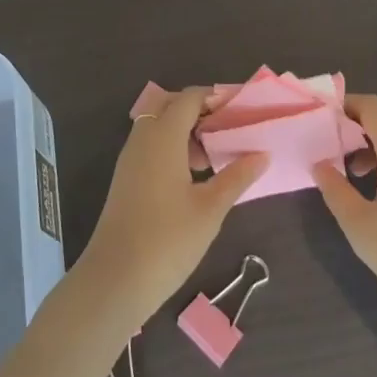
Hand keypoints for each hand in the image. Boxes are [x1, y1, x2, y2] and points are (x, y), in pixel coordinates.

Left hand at [74, 87, 266, 330]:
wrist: (115, 280)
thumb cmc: (167, 240)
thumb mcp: (210, 209)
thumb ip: (237, 177)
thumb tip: (262, 154)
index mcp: (163, 136)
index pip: (189, 98)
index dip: (216, 97)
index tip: (242, 107)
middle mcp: (143, 138)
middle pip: (170, 105)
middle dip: (199, 110)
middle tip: (229, 127)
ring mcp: (130, 158)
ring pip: (158, 126)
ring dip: (186, 130)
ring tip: (217, 153)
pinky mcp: (126, 178)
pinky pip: (151, 146)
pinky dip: (173, 147)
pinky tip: (194, 175)